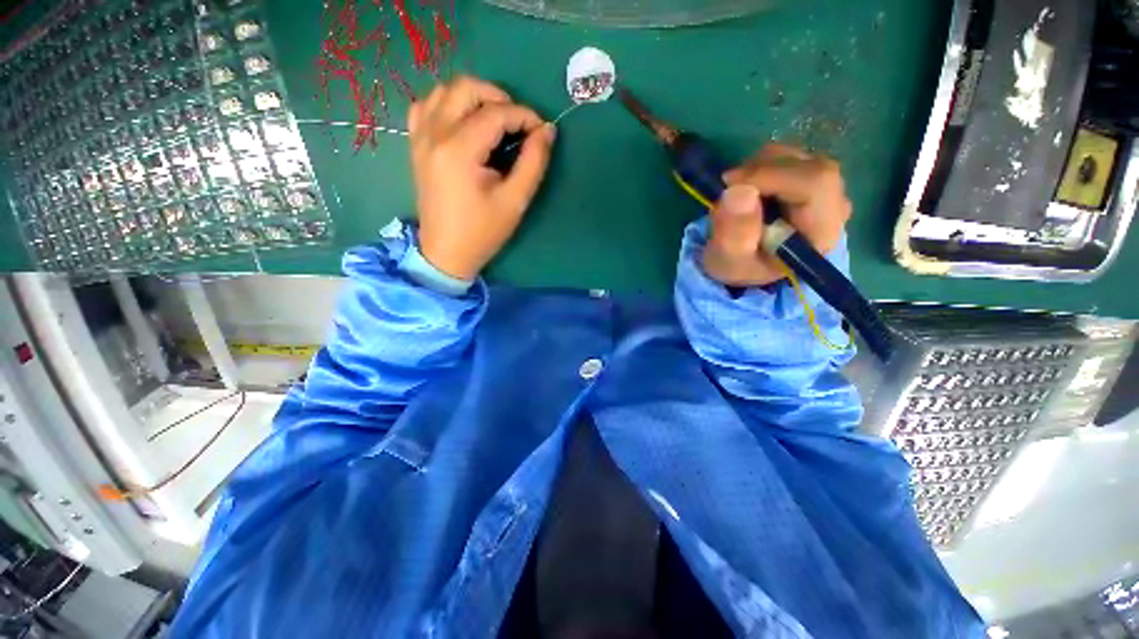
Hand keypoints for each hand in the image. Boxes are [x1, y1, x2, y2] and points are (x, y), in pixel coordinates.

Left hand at [407, 76, 555, 280]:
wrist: (446, 252)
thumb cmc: (483, 232)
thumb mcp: (515, 201)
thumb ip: (534, 162)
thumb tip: (547, 130)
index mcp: (459, 150)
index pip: (496, 113)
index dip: (525, 116)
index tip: (541, 131)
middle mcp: (434, 134)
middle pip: (465, 87)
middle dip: (498, 97)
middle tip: (517, 122)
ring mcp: (420, 137)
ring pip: (444, 91)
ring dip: (473, 98)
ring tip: (494, 121)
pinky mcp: (416, 145)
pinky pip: (426, 106)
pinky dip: (448, 104)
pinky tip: (463, 123)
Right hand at [703, 143, 851, 286]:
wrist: (748, 265)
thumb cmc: (740, 266)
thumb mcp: (728, 260)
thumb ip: (734, 233)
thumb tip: (738, 191)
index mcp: (821, 232)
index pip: (814, 183)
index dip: (771, 175)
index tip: (731, 184)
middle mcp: (834, 205)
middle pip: (807, 166)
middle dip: (760, 171)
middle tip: (728, 189)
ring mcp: (827, 189)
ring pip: (797, 157)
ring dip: (758, 168)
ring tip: (736, 195)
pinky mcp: (812, 179)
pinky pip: (789, 158)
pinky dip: (761, 167)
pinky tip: (748, 190)